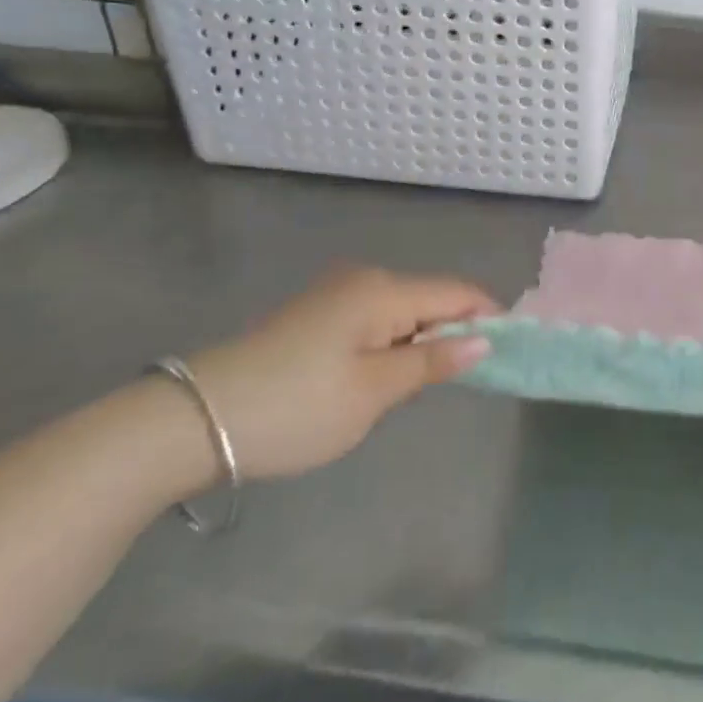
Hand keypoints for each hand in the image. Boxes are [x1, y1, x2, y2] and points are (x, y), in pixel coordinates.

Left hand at [182, 267, 493, 481]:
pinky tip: (378, 381)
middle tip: (462, 384)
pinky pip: (374, 322)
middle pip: (430, 300)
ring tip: (418, 389)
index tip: (510, 354)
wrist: (192, 422)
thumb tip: (484, 341)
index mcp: (384, 290)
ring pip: (402, 313)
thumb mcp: (373, 391)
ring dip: (419, 344)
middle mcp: (364, 280)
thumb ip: (432, 362)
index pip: (458, 293)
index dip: (489, 318)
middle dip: (453, 334)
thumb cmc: (296, 407)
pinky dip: (390, 346)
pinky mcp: (315, 316)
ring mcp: (336, 295)